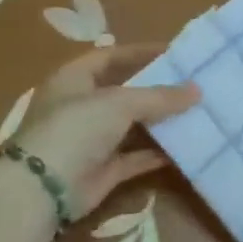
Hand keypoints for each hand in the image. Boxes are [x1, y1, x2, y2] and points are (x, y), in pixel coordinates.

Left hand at [13, 46, 198, 218]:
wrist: (45, 188)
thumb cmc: (76, 129)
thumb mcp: (119, 103)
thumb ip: (159, 96)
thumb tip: (197, 90)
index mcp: (74, 80)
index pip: (110, 57)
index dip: (141, 52)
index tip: (175, 53)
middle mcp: (82, 107)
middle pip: (125, 92)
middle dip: (157, 88)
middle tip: (193, 83)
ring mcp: (93, 140)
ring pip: (133, 126)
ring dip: (161, 121)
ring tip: (197, 112)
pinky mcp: (104, 169)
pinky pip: (137, 156)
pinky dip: (158, 152)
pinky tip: (186, 145)